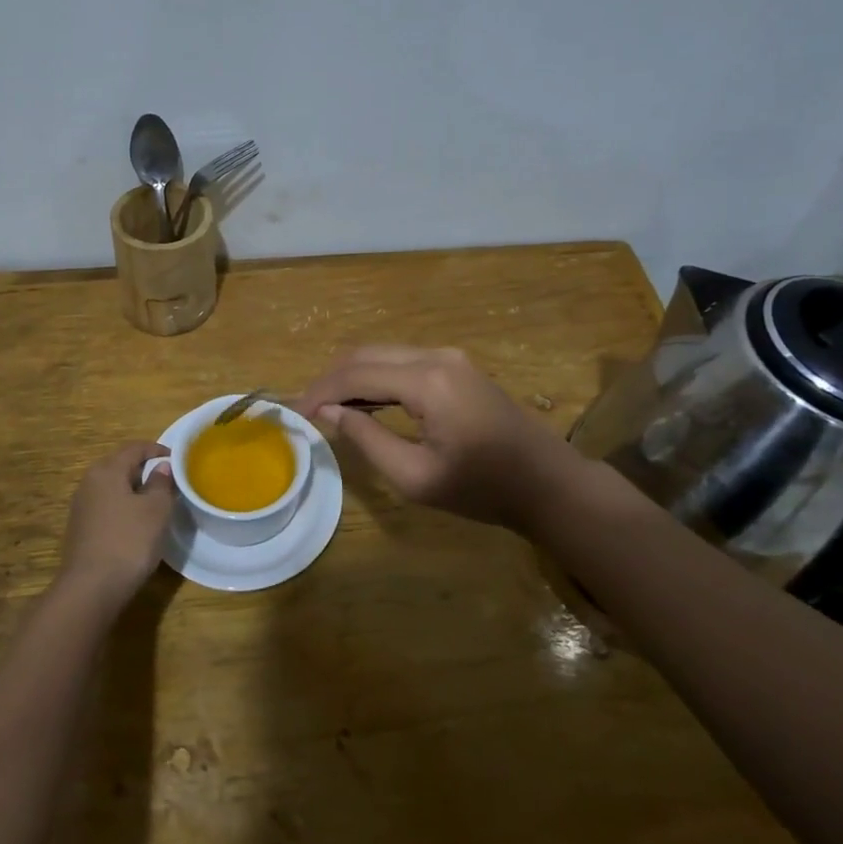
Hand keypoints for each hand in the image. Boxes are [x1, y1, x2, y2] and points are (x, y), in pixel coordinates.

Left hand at [56, 442, 177, 609]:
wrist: (90, 589)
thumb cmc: (129, 541)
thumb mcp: (156, 510)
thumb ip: (161, 484)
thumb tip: (161, 468)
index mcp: (107, 471)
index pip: (134, 448)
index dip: (157, 450)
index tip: (176, 459)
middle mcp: (89, 482)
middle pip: (119, 465)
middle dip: (144, 468)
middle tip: (168, 480)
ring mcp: (81, 506)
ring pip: (111, 487)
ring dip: (133, 489)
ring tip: (154, 502)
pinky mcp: (80, 529)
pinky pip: (105, 506)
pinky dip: (122, 506)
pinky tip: (135, 524)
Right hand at [295, 346, 577, 532]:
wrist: (548, 483)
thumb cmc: (483, 489)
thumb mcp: (417, 477)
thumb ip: (368, 440)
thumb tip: (331, 414)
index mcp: (427, 381)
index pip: (356, 375)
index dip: (321, 392)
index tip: (294, 413)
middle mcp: (436, 356)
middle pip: (366, 355)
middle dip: (331, 379)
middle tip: (306, 408)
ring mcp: (449, 357)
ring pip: (383, 354)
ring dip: (352, 376)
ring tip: (328, 408)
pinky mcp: (456, 366)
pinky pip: (402, 362)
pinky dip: (375, 377)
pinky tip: (362, 402)